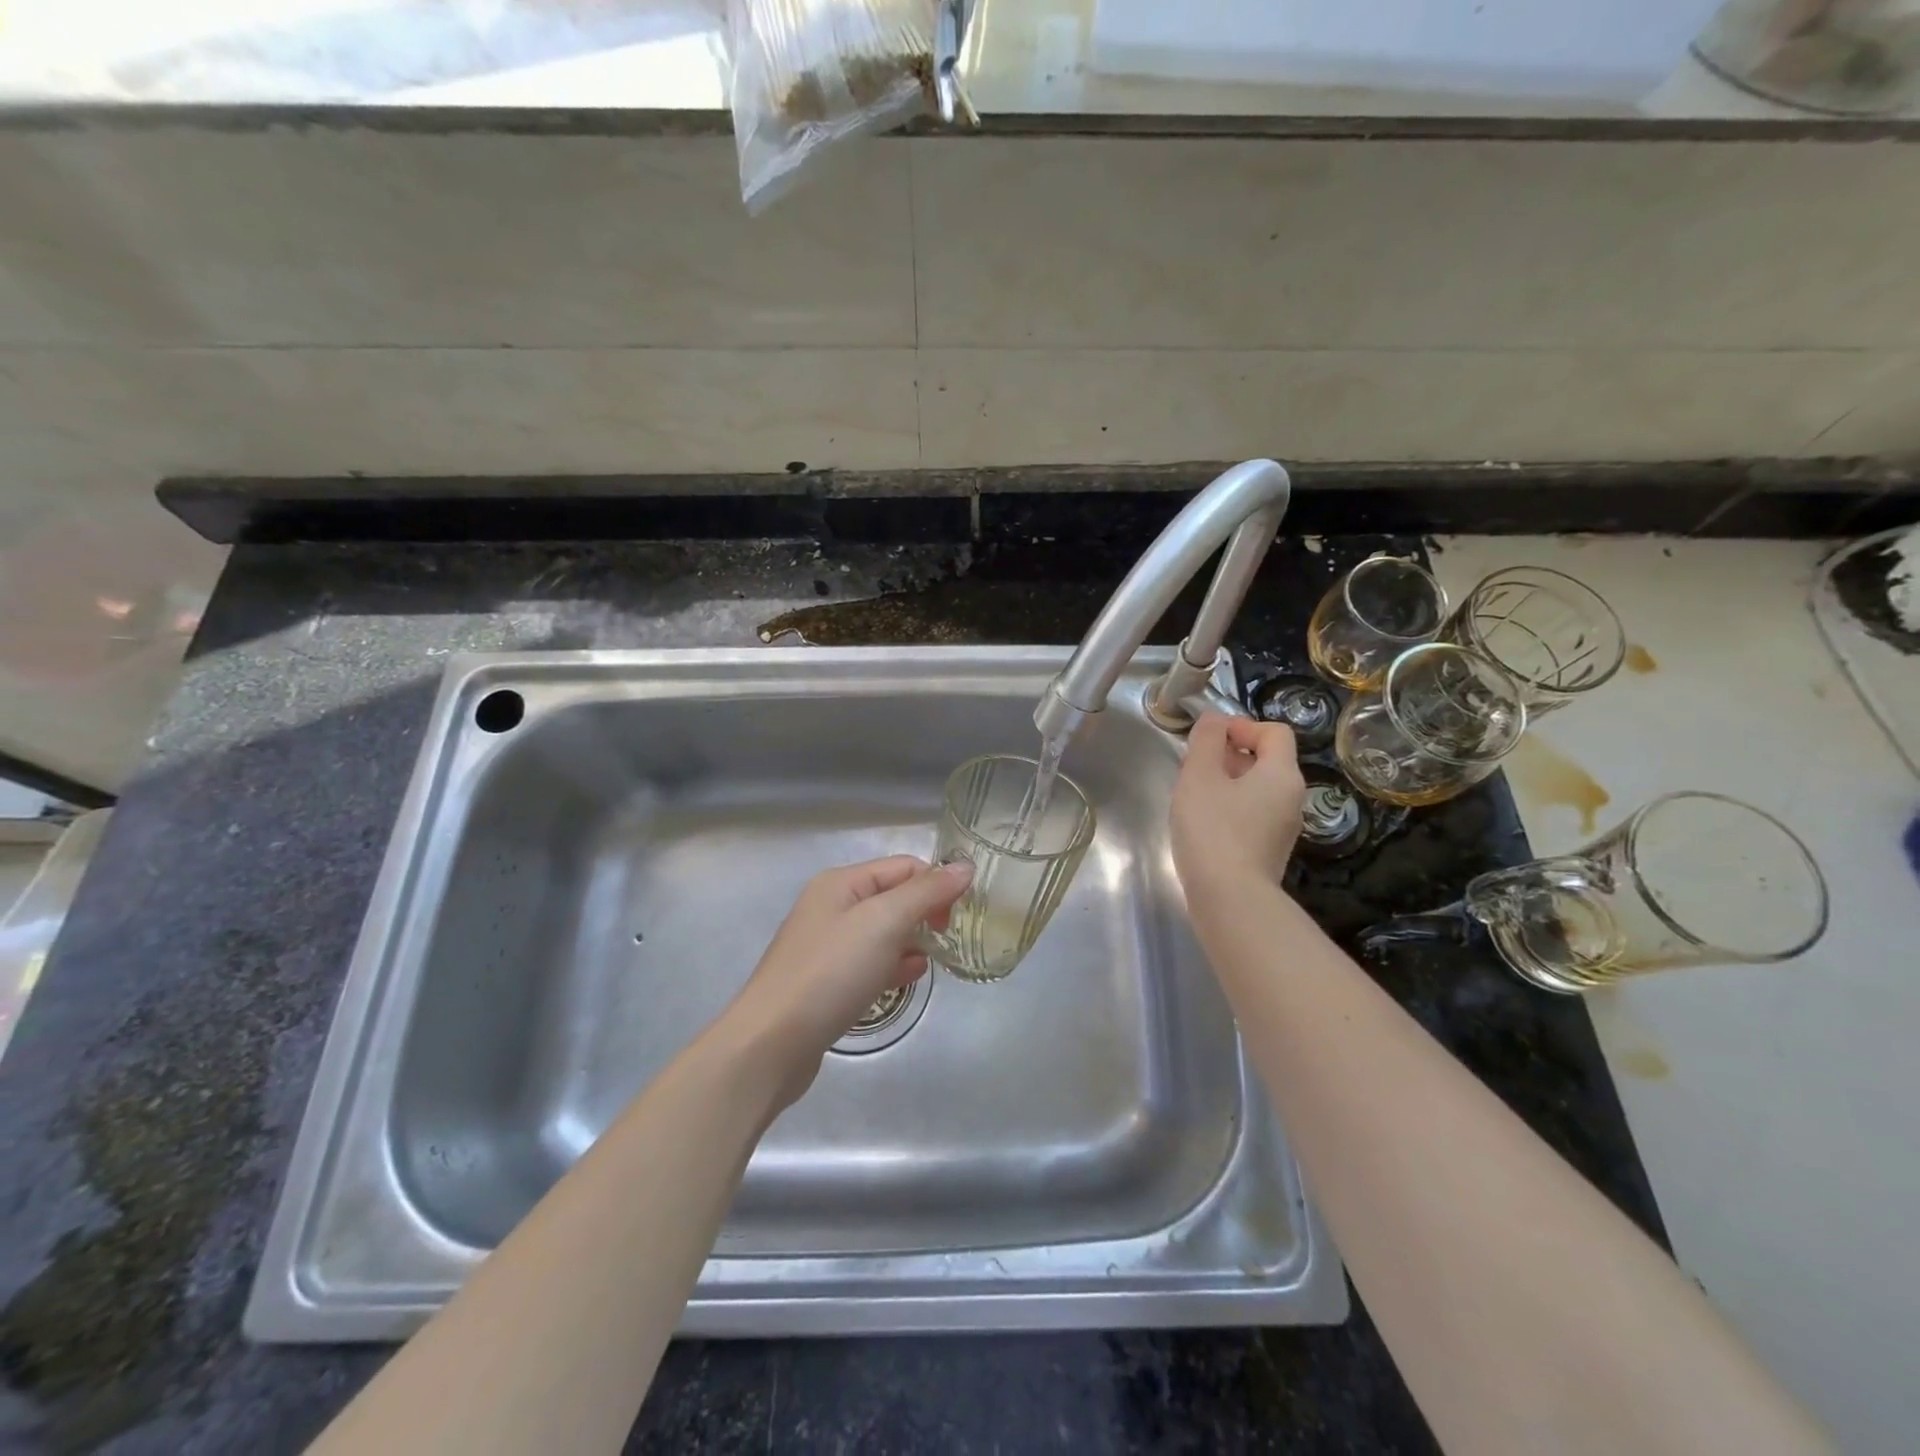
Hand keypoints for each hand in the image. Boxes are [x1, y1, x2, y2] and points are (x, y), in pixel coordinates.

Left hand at [724, 856, 972, 1107]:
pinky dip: (893, 965)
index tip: (961, 916)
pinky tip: (907, 978)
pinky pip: (870, 962)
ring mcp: (827, 945)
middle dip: (925, 913)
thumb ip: (926, 892)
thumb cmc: (830, 973)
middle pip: (894, 897)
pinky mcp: (827, 981)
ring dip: (912, 940)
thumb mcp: (883, 922)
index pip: (904, 867)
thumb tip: (965, 868)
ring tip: (932, 961)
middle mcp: (832, 906)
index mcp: (841, 882)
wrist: (771, 1044)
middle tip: (948, 939)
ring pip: (884, 931)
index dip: (936, 884)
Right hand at [1170, 714, 1305, 903]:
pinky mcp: (1268, 851)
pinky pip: (1251, 816)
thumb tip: (1215, 719)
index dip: (1241, 726)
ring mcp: (1283, 828)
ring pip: (1256, 790)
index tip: (1208, 740)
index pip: (1274, 732)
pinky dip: (1229, 811)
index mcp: (1282, 774)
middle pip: (1265, 760)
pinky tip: (1202, 826)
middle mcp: (1291, 798)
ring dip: (1225, 784)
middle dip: (1228, 756)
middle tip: (1193, 768)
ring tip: (1193, 797)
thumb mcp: (1200, 776)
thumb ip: (1207, 740)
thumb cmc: (1213, 830)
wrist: (1229, 900)